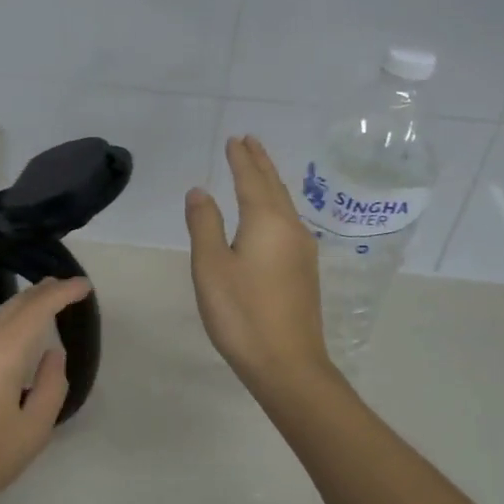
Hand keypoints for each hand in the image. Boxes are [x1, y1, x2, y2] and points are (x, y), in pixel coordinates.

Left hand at [0, 275, 92, 503]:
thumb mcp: (33, 431)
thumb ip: (51, 385)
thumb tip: (52, 353)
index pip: (35, 310)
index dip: (61, 293)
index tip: (84, 286)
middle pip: (12, 305)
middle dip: (42, 292)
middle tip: (68, 287)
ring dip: (22, 305)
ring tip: (46, 301)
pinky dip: (5, 320)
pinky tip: (15, 329)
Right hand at [185, 136, 334, 397]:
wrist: (288, 364)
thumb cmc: (241, 313)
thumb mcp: (211, 266)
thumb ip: (204, 224)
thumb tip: (200, 191)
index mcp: (267, 222)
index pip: (252, 180)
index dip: (241, 159)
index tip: (235, 139)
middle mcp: (290, 229)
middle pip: (274, 186)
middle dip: (259, 163)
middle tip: (249, 141)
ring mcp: (302, 251)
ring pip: (284, 204)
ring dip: (269, 182)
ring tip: (258, 168)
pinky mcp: (304, 271)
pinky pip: (288, 222)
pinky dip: (275, 205)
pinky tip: (271, 214)